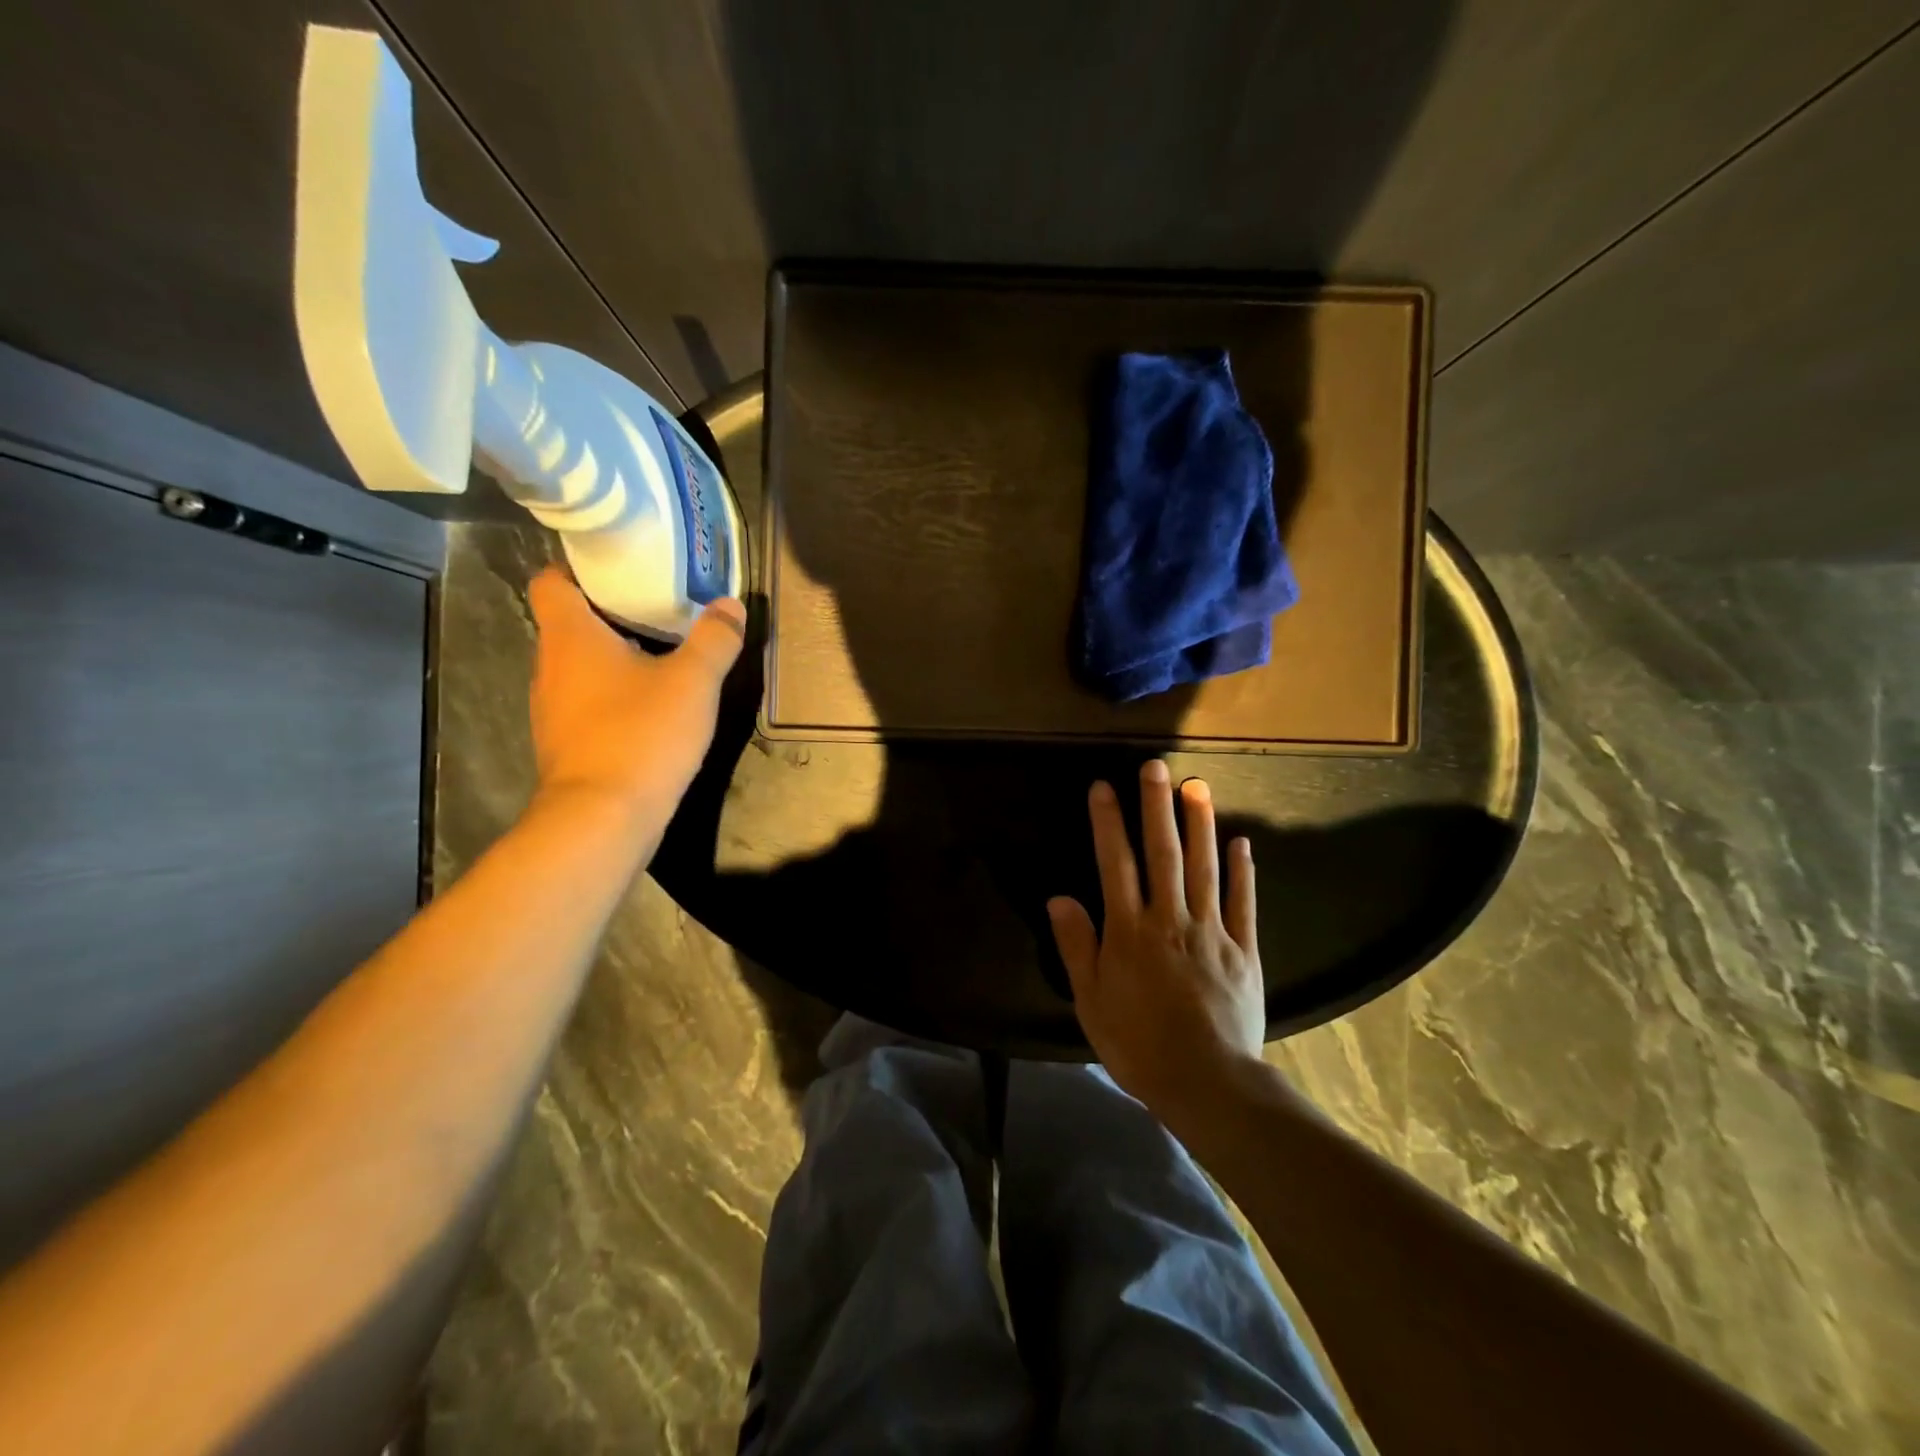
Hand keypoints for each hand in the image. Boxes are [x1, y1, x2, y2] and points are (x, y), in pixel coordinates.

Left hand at [526, 567, 744, 828]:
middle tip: (658, 605)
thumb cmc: (641, 734)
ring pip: (579, 665)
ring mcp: (552, 709)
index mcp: (570, 636)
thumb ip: (714, 640)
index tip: (622, 565)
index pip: (552, 580)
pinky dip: (612, 693)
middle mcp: (550, 666)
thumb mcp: (693, 682)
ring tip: (660, 653)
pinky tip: (649, 705)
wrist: (603, 818)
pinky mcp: (565, 743)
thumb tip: (730, 605)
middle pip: (570, 622)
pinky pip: (586, 701)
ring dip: (613, 655)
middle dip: (611, 611)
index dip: (580, 566)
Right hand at [1047, 760, 1265, 1119]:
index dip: (1108, 823)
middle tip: (1156, 766)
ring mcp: (1211, 931)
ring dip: (1200, 824)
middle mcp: (1170, 919)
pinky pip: (1243, 902)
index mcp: (1129, 931)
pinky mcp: (1243, 950)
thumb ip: (1077, 946)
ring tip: (1197, 786)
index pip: (1115, 864)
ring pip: (1204, 867)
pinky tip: (1241, 841)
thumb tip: (1059, 897)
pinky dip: (1242, 871)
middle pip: (1163, 853)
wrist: (1206, 1082)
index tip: (1104, 787)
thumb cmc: (1138, 1044)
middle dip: (1156, 807)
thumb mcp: (1091, 1000)